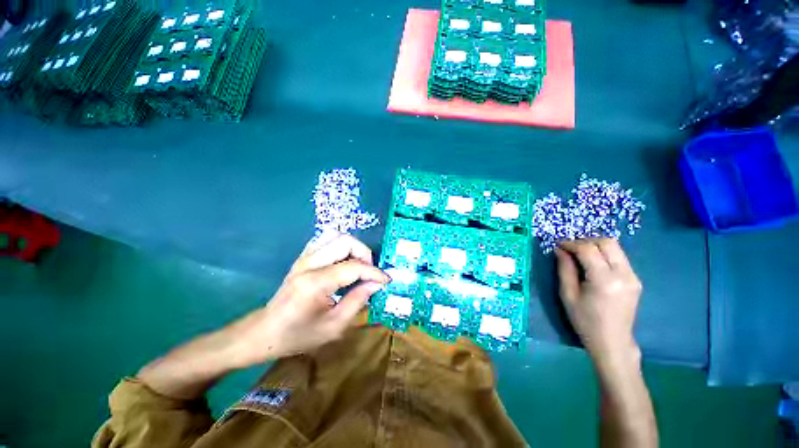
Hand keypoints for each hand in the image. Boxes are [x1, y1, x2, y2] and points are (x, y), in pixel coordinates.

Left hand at [226, 233, 389, 366]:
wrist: (265, 331)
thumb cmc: (299, 334)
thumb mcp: (334, 326)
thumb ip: (358, 300)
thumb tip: (377, 283)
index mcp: (315, 283)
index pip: (354, 267)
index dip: (375, 272)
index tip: (386, 280)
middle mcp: (309, 263)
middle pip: (345, 241)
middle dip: (365, 253)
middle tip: (370, 272)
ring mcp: (304, 257)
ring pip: (335, 235)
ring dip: (352, 247)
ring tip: (358, 264)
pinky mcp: (303, 256)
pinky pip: (325, 239)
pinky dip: (340, 245)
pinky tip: (343, 261)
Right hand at [554, 239, 642, 366]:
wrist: (612, 341)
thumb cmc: (585, 320)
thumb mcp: (567, 294)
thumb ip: (564, 269)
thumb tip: (559, 250)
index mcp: (604, 280)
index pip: (588, 249)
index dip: (571, 244)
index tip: (558, 245)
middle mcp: (623, 274)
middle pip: (607, 243)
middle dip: (585, 241)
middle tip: (570, 248)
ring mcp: (633, 276)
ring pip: (615, 247)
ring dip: (595, 246)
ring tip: (579, 254)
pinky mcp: (635, 279)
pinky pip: (619, 257)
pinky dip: (604, 254)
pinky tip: (592, 263)